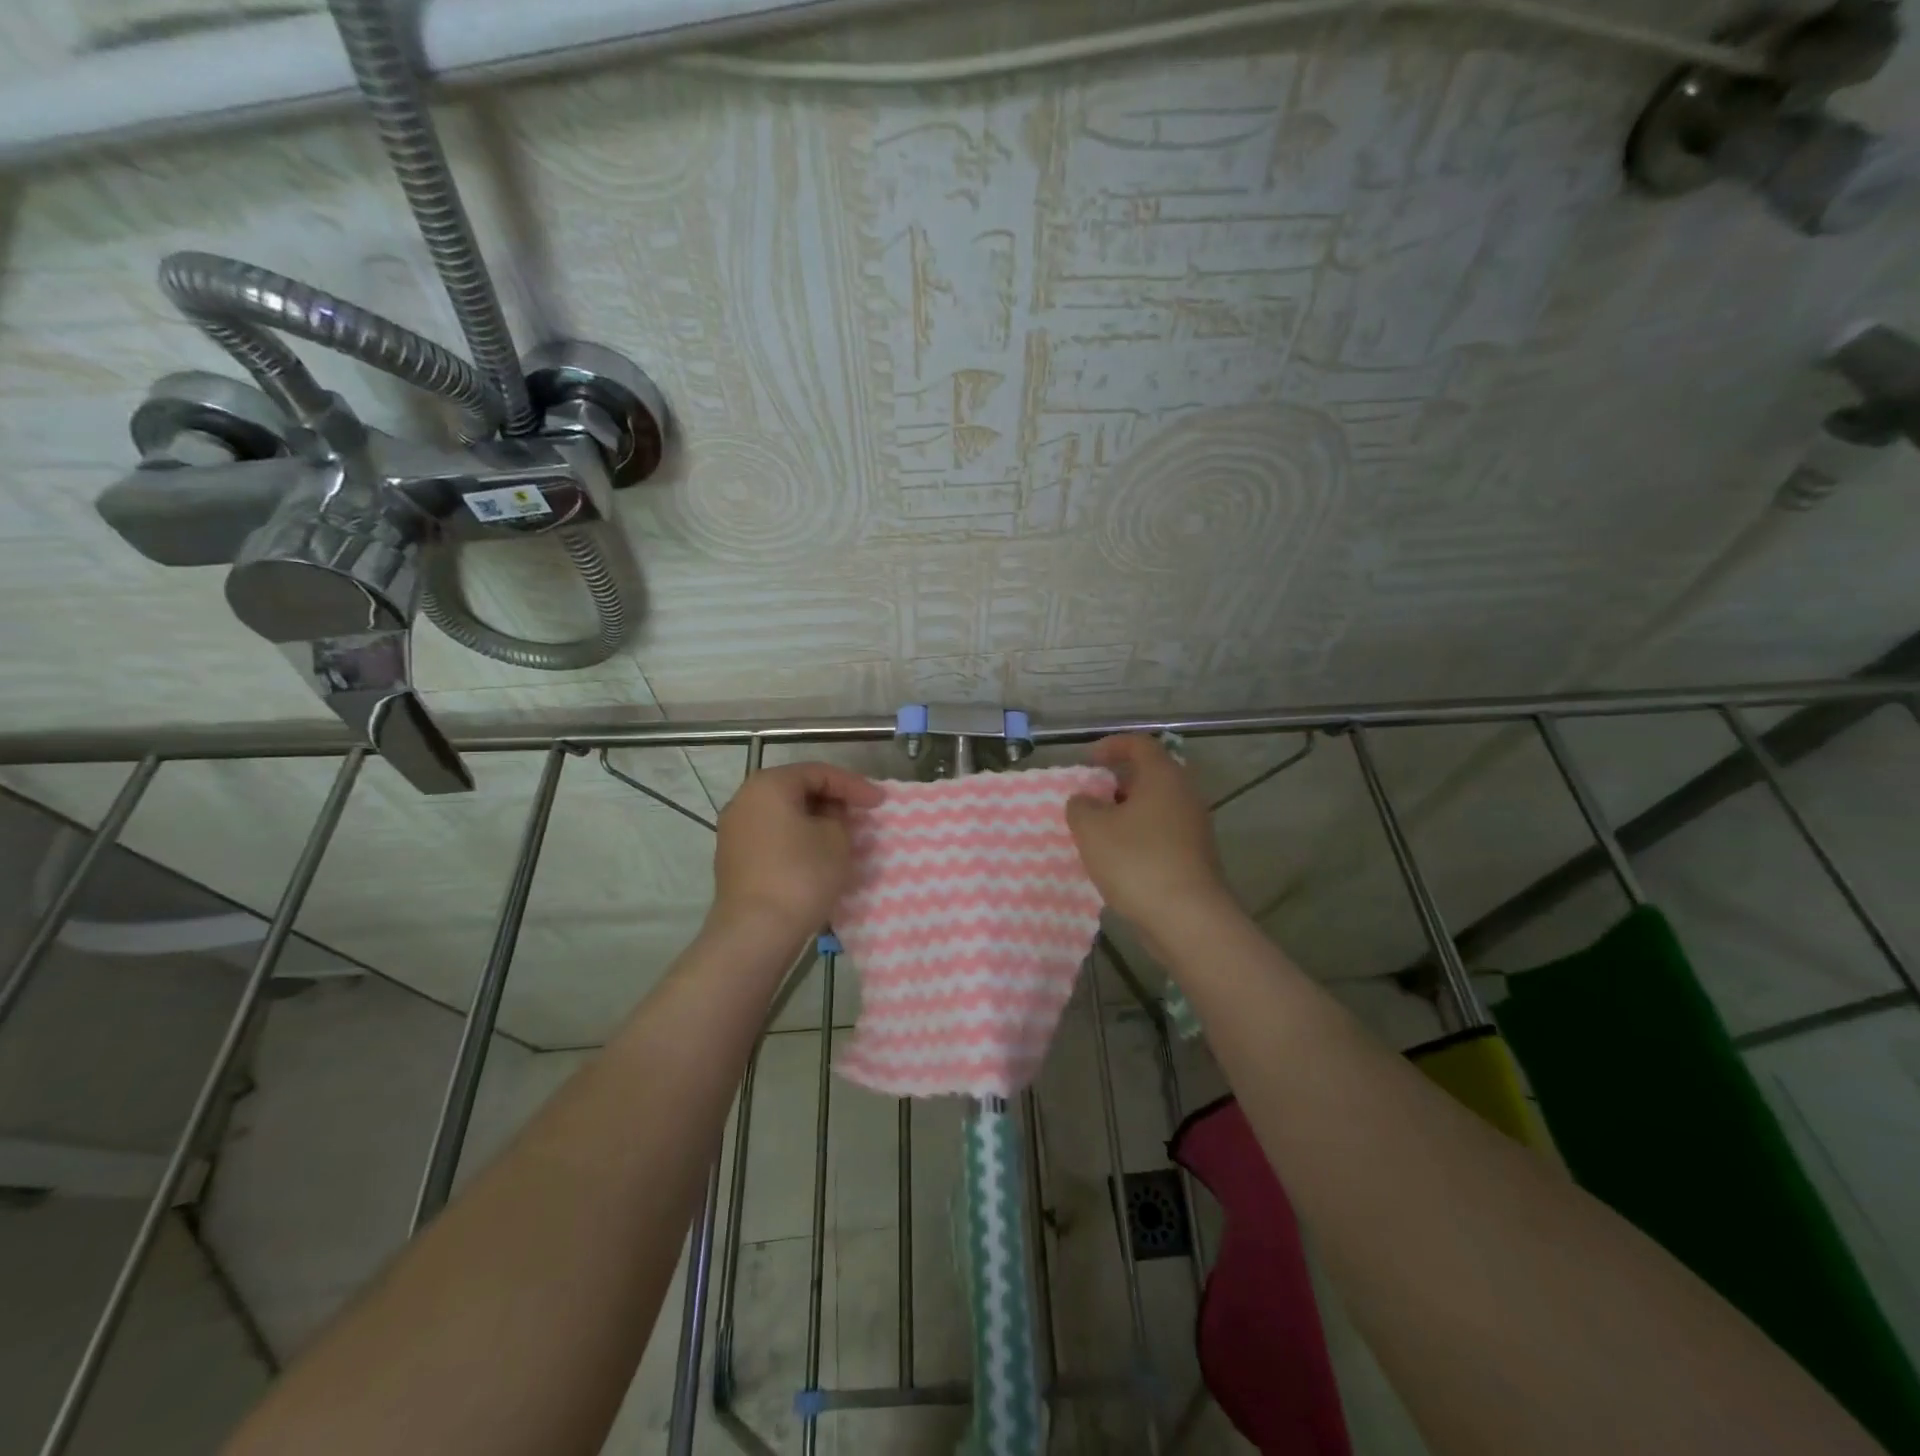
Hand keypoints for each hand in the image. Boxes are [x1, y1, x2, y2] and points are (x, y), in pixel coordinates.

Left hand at [710, 762, 883, 938]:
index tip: (880, 803)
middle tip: (861, 815)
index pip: (818, 773)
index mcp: (768, 785)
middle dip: (832, 800)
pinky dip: (797, 838)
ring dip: (815, 821)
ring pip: (784, 814)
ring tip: (843, 835)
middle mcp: (744, 800)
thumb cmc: (801, 875)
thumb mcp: (836, 839)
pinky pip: (772, 836)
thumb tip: (830, 815)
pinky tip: (818, 855)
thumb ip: (839, 816)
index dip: (853, 785)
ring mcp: (734, 831)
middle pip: (797, 790)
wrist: (755, 932)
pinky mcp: (734, 859)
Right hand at [1067, 736, 1231, 939]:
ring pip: (1154, 808)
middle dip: (1115, 784)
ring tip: (1097, 833)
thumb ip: (1081, 806)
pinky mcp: (1195, 856)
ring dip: (1125, 814)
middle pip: (1149, 776)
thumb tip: (1085, 800)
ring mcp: (1194, 827)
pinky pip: (1161, 834)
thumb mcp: (1092, 829)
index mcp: (1163, 776)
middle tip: (1089, 799)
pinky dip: (1138, 837)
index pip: (1139, 744)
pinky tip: (1118, 860)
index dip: (1111, 746)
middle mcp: (1184, 795)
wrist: (1188, 918)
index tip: (1088, 761)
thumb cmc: (1136, 861)